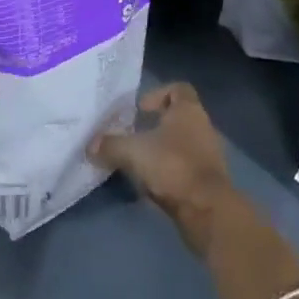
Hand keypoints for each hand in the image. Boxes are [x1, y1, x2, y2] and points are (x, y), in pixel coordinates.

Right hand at [89, 83, 235, 255]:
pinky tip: (151, 184)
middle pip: (179, 117)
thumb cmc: (173, 166)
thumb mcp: (133, 152)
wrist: (207, 210)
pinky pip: (186, 168)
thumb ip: (110, 146)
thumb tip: (90, 146)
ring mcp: (209, 155)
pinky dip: (169, 172)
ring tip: (139, 162)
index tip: (140, 109)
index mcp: (189, 110)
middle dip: (155, 126)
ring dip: (162, 151)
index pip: (178, 89)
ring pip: (182, 144)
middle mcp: (203, 127)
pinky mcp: (209, 181)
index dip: (158, 94)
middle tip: (133, 135)